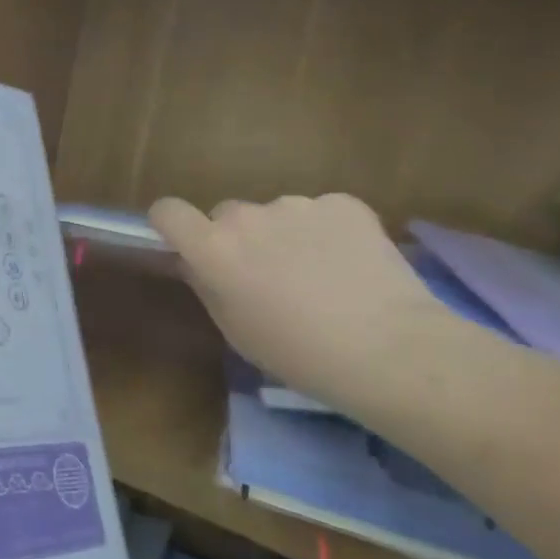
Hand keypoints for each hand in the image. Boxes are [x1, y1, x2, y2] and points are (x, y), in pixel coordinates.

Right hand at [149, 194, 441, 399]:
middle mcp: (247, 216)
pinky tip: (351, 265)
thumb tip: (198, 263)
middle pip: (227, 215)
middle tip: (267, 275)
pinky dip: (327, 232)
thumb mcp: (236, 331)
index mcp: (213, 248)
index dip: (172, 225)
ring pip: (276, 215)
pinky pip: (321, 213)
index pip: (168, 211)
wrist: (392, 350)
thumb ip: (208, 286)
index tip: (186, 244)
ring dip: (285, 235)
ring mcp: (297, 205)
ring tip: (320, 275)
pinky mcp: (344, 204)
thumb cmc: (299, 354)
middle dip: (239, 238)